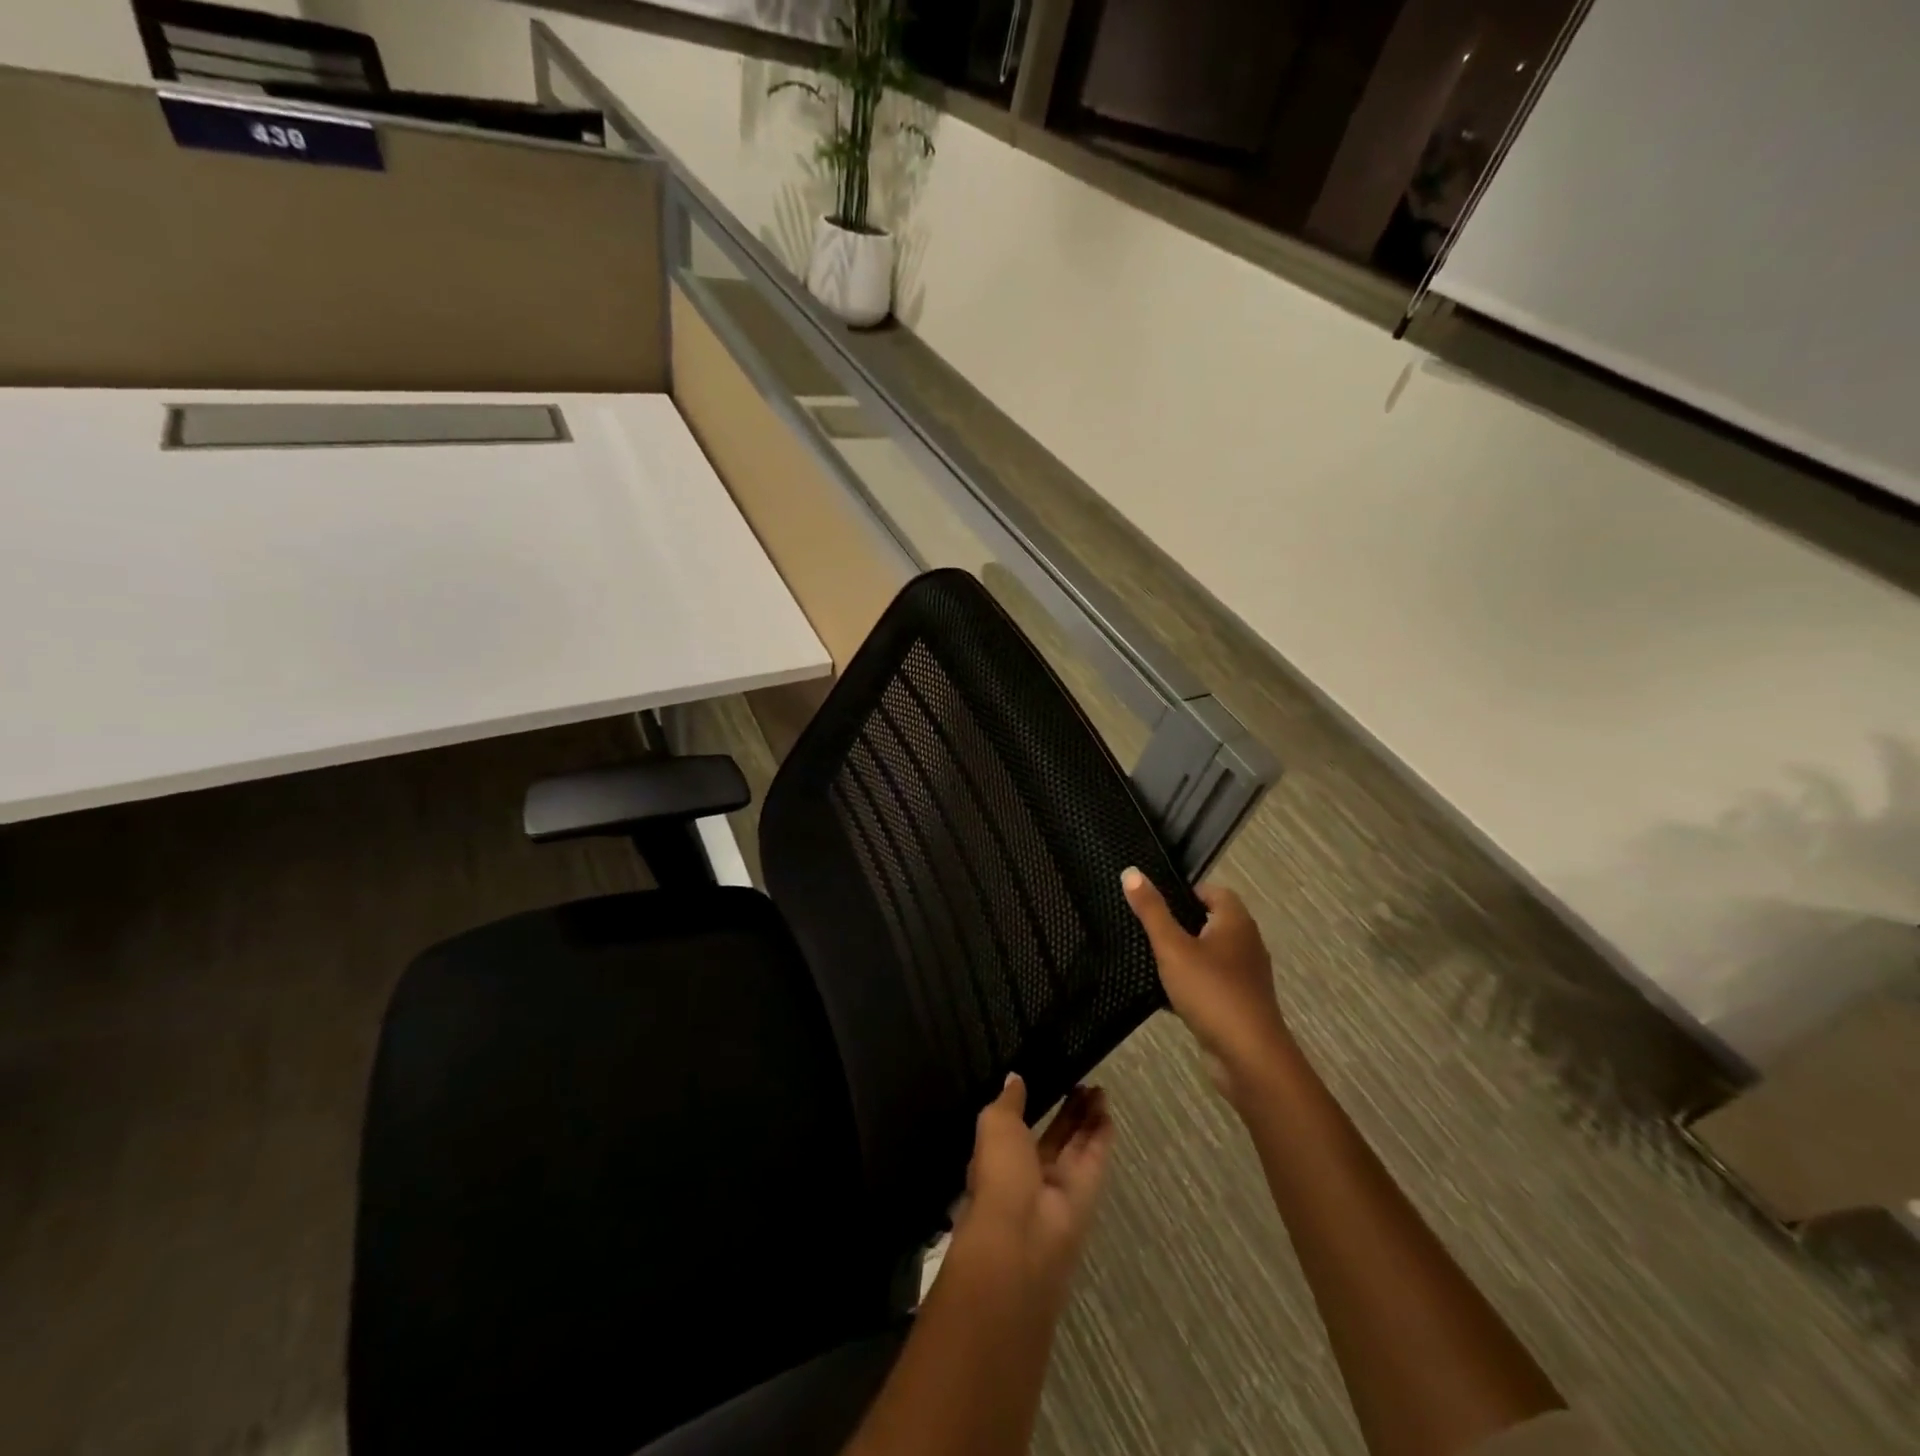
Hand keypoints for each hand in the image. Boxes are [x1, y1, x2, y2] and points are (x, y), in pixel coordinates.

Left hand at [957, 1076, 1113, 1303]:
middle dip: (1067, 1111)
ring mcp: (1060, 1185)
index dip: (1032, 1105)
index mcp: (1001, 1158)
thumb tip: (1014, 1078)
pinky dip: (1101, 1135)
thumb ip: (1009, 1101)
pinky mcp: (1086, 1194)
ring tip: (1098, 1088)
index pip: (1018, 1128)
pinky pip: (1094, 1159)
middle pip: (1054, 1136)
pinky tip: (1107, 1110)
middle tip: (1081, 1081)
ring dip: (1087, 1118)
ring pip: (1077, 1145)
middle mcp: (1031, 1173)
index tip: (1045, 1079)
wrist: (1022, 1234)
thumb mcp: (996, 1124)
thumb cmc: (1000, 1172)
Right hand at [1122, 869, 1291, 1103]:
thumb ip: (1151, 911)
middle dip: (1179, 924)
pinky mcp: (1240, 1003)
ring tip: (1149, 959)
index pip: (1213, 891)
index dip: (1184, 892)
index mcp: (1236, 922)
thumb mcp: (1173, 948)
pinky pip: (1211, 982)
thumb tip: (1131, 871)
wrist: (1249, 1057)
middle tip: (1145, 928)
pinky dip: (1191, 984)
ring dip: (1184, 956)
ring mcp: (1246, 976)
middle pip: (1210, 922)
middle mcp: (1246, 943)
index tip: (1153, 902)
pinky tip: (1165, 994)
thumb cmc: (1211, 992)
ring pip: (1209, 954)